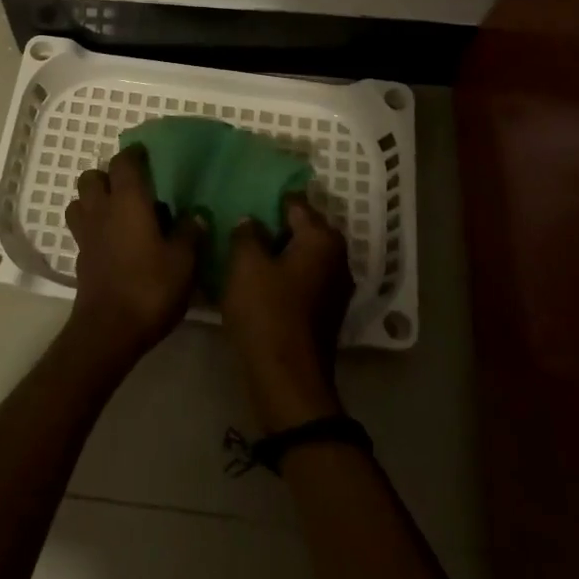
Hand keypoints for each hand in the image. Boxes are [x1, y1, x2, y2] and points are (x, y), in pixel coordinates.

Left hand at [65, 145, 201, 365]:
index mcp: (128, 202)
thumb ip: (189, 233)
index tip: (147, 155)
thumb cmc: (150, 288)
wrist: (109, 330)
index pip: (124, 163)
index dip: (134, 155)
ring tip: (118, 211)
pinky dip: (94, 226)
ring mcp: (86, 234)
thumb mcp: (183, 262)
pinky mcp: (80, 257)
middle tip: (131, 186)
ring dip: (94, 199)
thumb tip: (196, 214)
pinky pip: (82, 228)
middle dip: (108, 175)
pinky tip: (114, 241)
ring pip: (80, 201)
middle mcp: (102, 210)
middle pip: (92, 177)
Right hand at [222, 197, 353, 431]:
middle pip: (302, 229)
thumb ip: (247, 233)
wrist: (287, 380)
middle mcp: (337, 257)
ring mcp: (335, 287)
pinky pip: (303, 279)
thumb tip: (252, 222)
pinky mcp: (326, 311)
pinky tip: (258, 281)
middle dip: (274, 226)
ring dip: (278, 252)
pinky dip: (284, 276)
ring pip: (302, 255)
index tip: (244, 198)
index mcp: (322, 239)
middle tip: (241, 226)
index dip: (268, 199)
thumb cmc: (266, 312)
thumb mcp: (246, 264)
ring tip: (245, 252)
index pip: (294, 203)